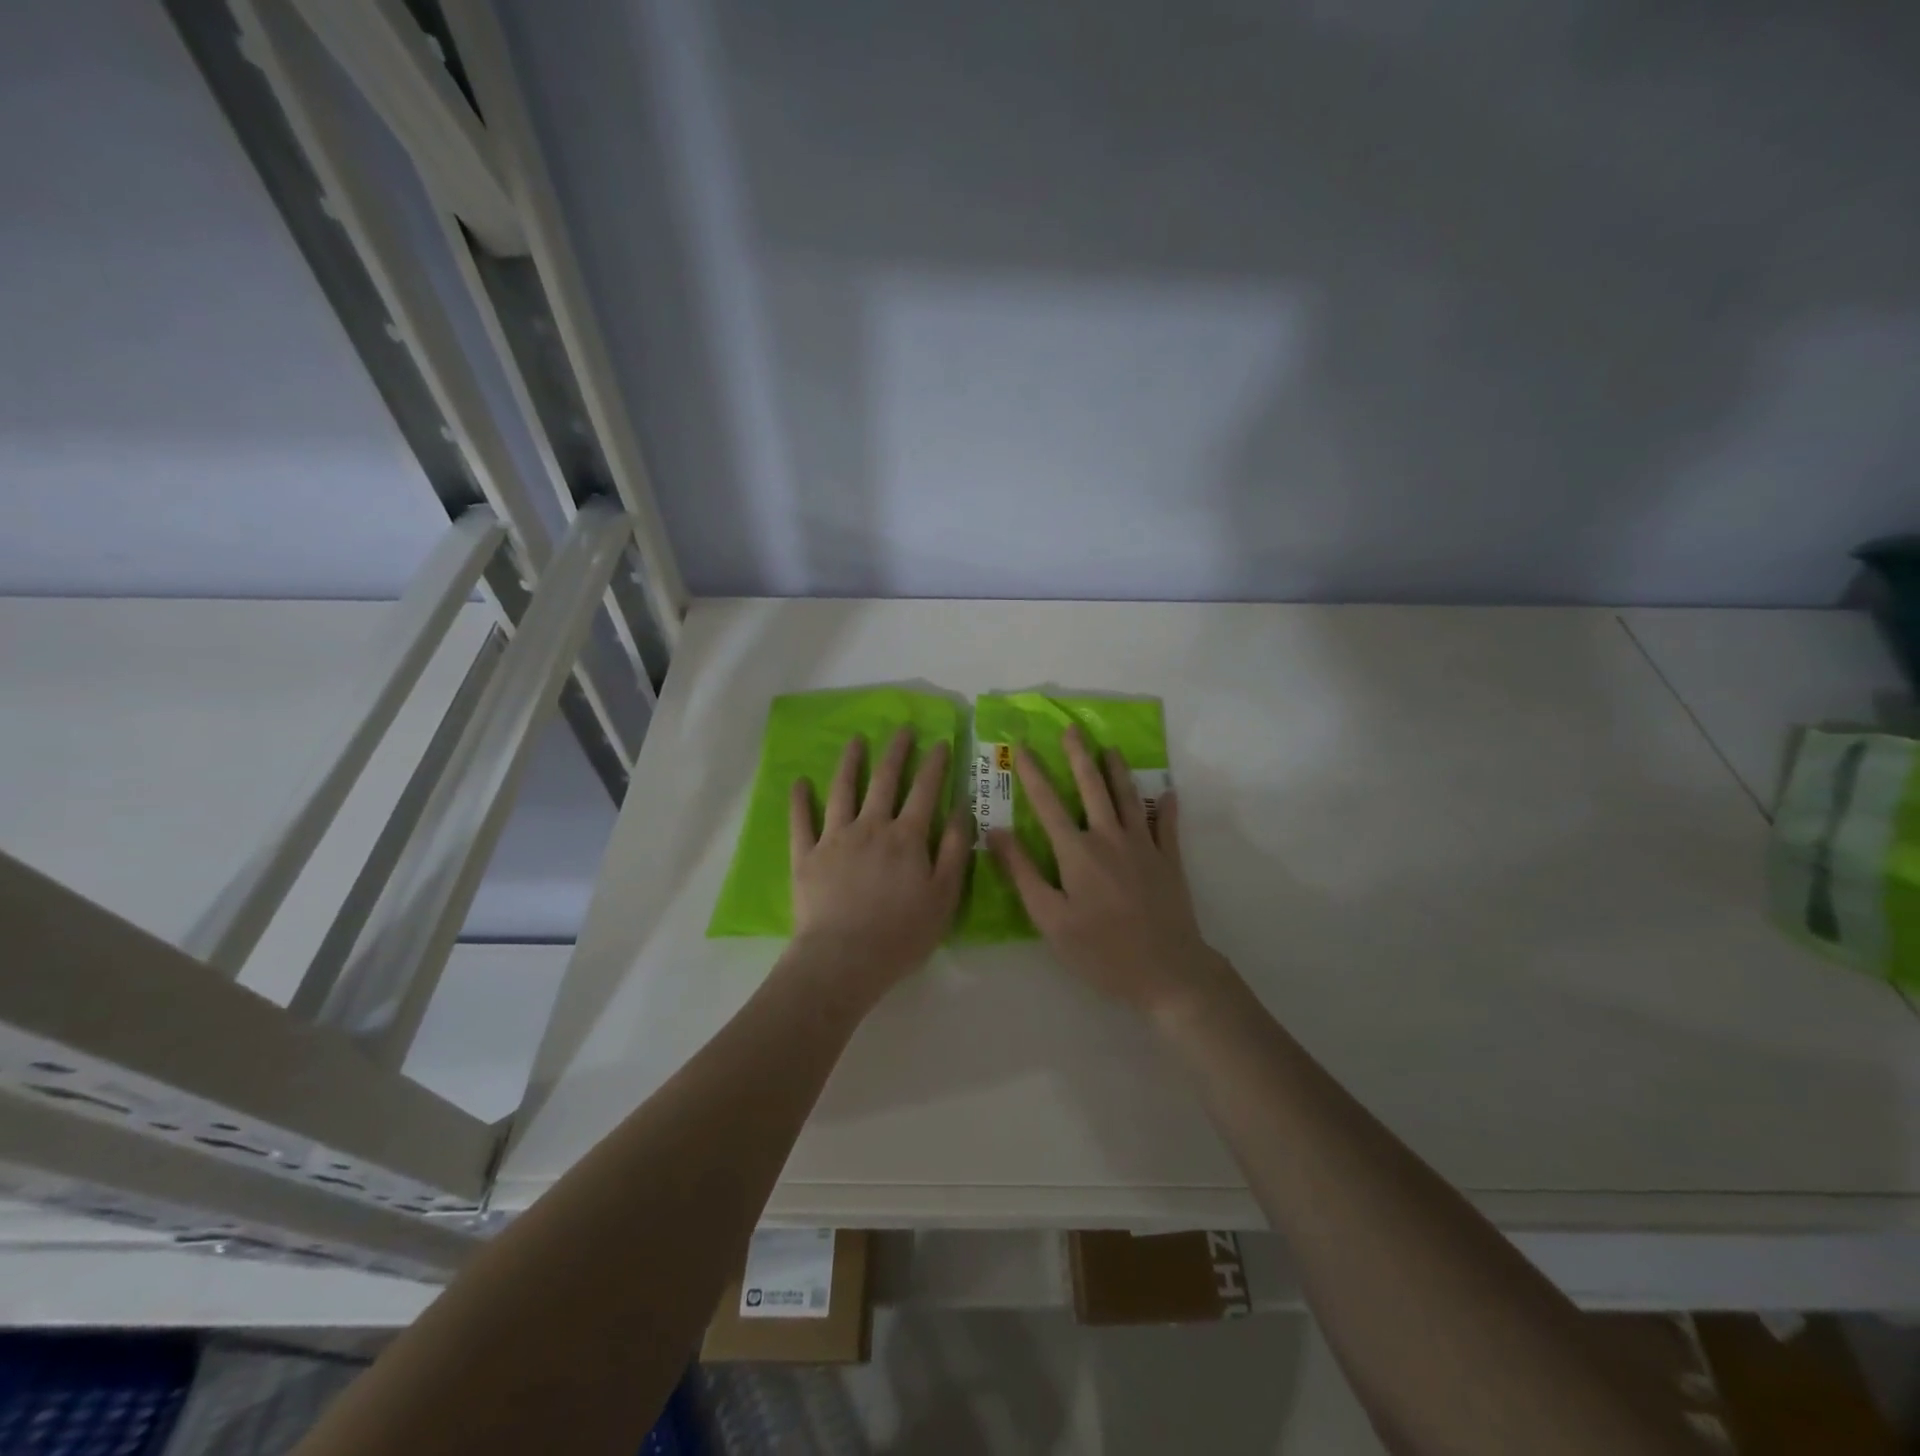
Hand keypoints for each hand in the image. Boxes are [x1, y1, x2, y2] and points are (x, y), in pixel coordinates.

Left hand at [788, 729, 969, 999]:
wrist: (844, 959)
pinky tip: (799, 782)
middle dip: (896, 751)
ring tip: (856, 740)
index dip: (934, 764)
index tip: (940, 742)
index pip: (925, 790)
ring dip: (850, 762)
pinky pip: (800, 821)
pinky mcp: (805, 856)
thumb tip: (962, 808)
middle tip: (902, 729)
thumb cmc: (902, 933)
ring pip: (842, 790)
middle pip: (884, 780)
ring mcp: (834, 838)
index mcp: (907, 837)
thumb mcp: (945, 895)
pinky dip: (799, 800)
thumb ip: (956, 850)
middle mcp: (871, 826)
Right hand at [989, 726, 1234, 1020]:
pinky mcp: (1170, 861)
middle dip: (1079, 756)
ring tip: (1110, 748)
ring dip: (1118, 770)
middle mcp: (1110, 838)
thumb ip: (1023, 873)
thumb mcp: (1050, 919)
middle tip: (1071, 729)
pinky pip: (1167, 824)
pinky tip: (1167, 792)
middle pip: (1093, 787)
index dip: (1033, 773)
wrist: (1167, 972)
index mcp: (1077, 852)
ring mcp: (1145, 846)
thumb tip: (997, 832)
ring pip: (1129, 797)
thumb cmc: (1101, 950)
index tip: (1021, 746)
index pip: (1048, 803)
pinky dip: (1166, 806)